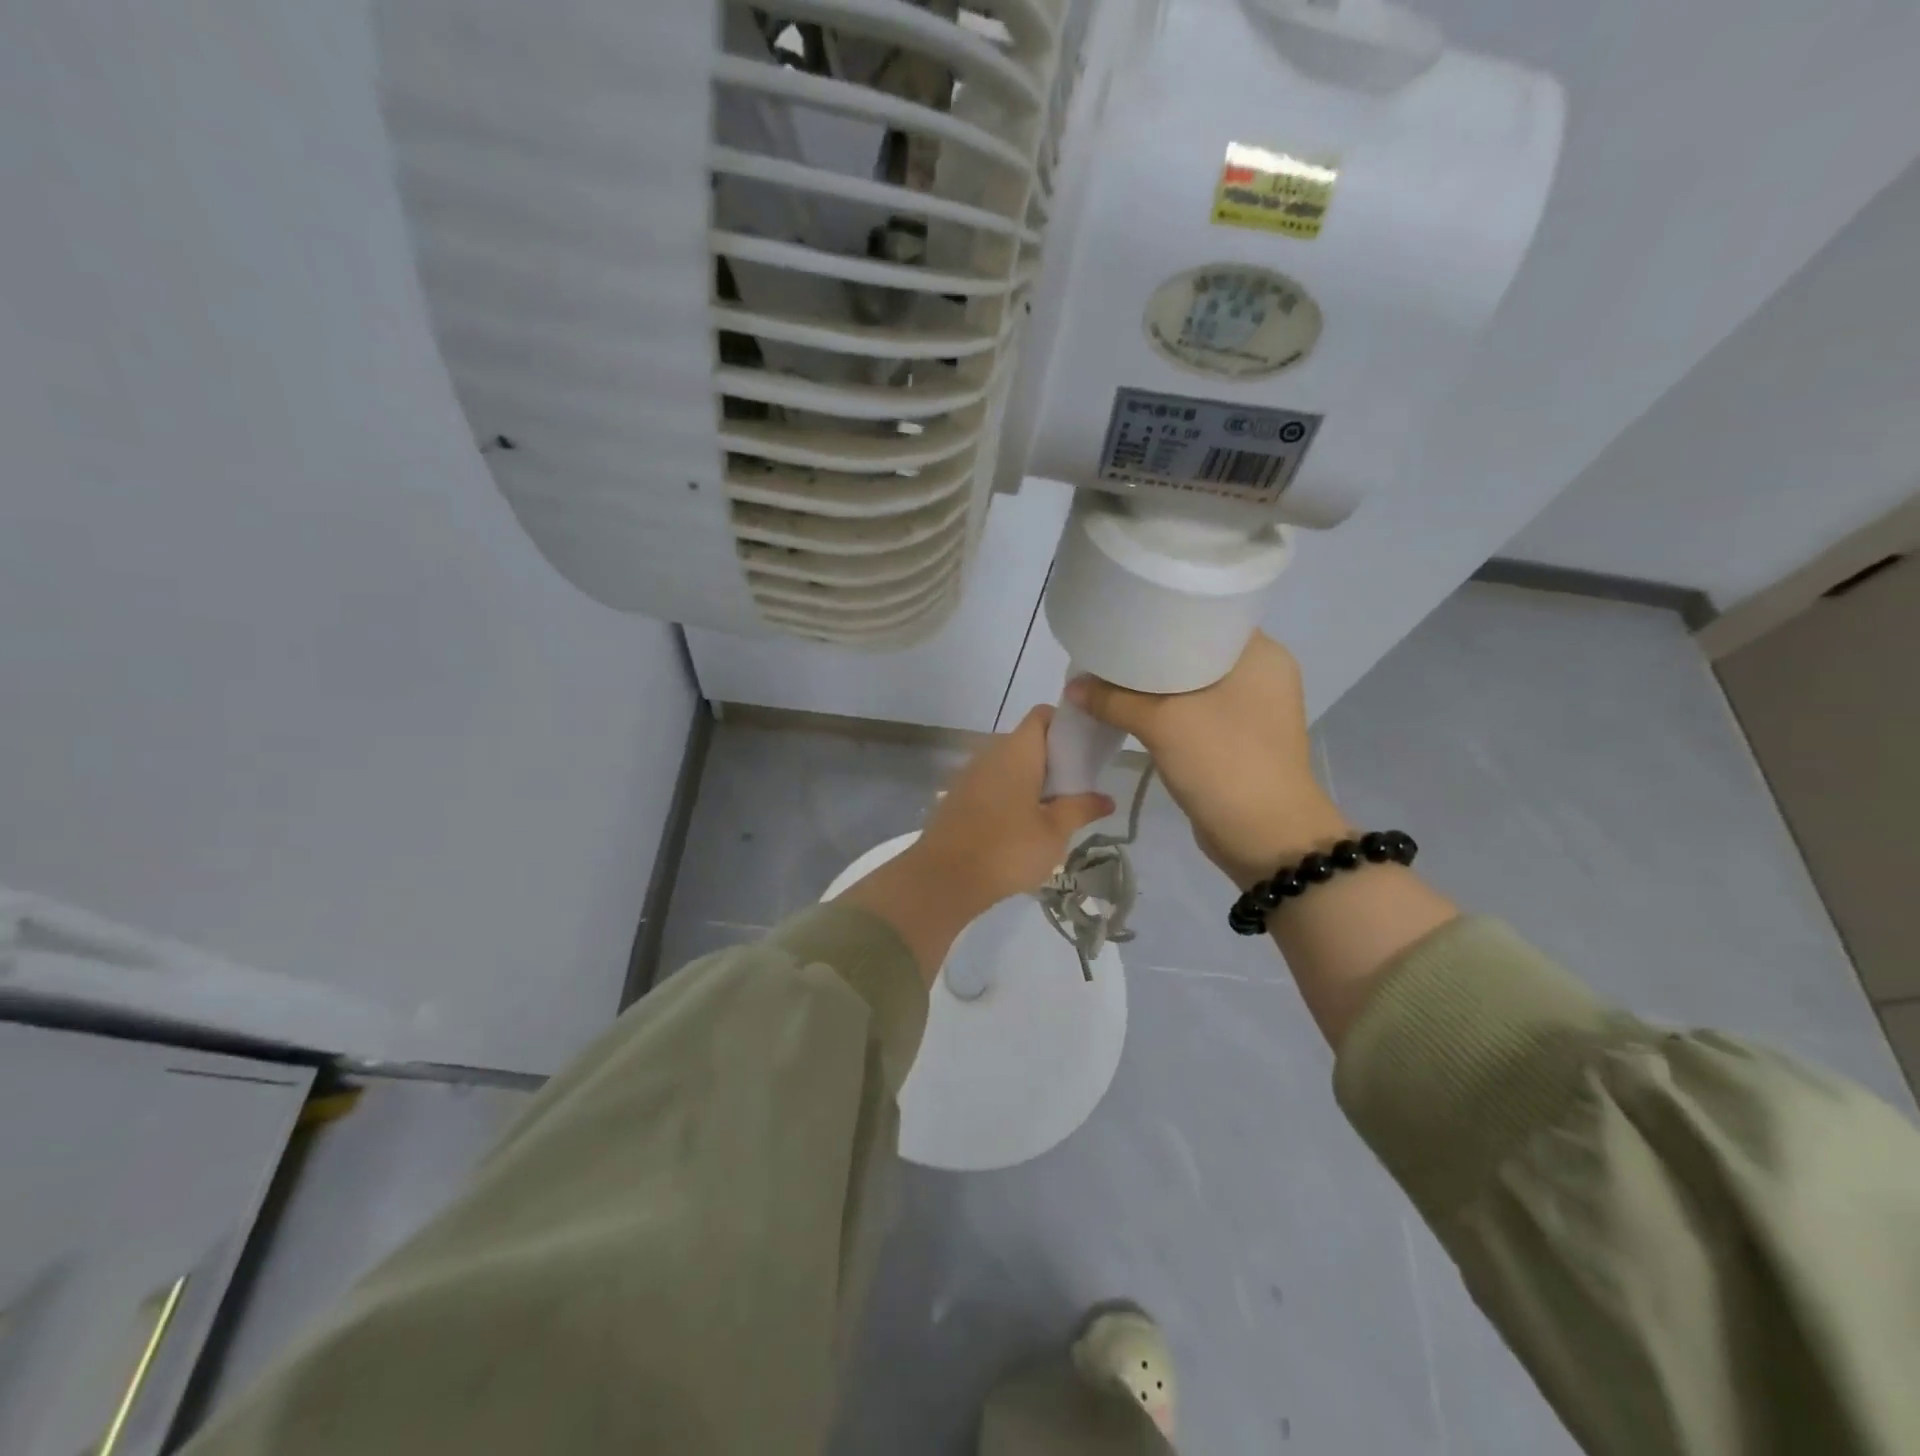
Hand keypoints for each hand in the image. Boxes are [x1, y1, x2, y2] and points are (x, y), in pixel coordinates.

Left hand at [840, 707, 1114, 984]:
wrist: (944, 878)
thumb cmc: (1008, 849)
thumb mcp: (1054, 832)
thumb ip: (1081, 809)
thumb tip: (1106, 798)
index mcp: (1017, 751)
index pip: (1043, 716)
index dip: (1065, 724)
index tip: (1084, 751)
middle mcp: (990, 753)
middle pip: (1027, 741)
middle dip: (1052, 759)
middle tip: (1076, 787)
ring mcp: (969, 774)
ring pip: (1008, 765)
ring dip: (1031, 780)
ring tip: (1052, 810)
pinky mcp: (957, 797)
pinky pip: (991, 784)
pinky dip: (1009, 795)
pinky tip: (1020, 825)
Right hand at [1066, 632, 1346, 888]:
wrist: (1266, 838)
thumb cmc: (1224, 762)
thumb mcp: (1163, 723)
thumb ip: (1114, 700)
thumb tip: (1073, 686)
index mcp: (1260, 653)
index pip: (1207, 615)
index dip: (1163, 613)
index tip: (1123, 614)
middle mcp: (1261, 674)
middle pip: (1194, 649)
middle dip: (1150, 652)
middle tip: (1108, 647)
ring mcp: (1252, 709)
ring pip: (1192, 683)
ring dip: (1154, 685)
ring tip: (1110, 676)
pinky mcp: (1238, 738)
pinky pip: (1195, 711)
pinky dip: (1165, 709)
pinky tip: (1131, 709)